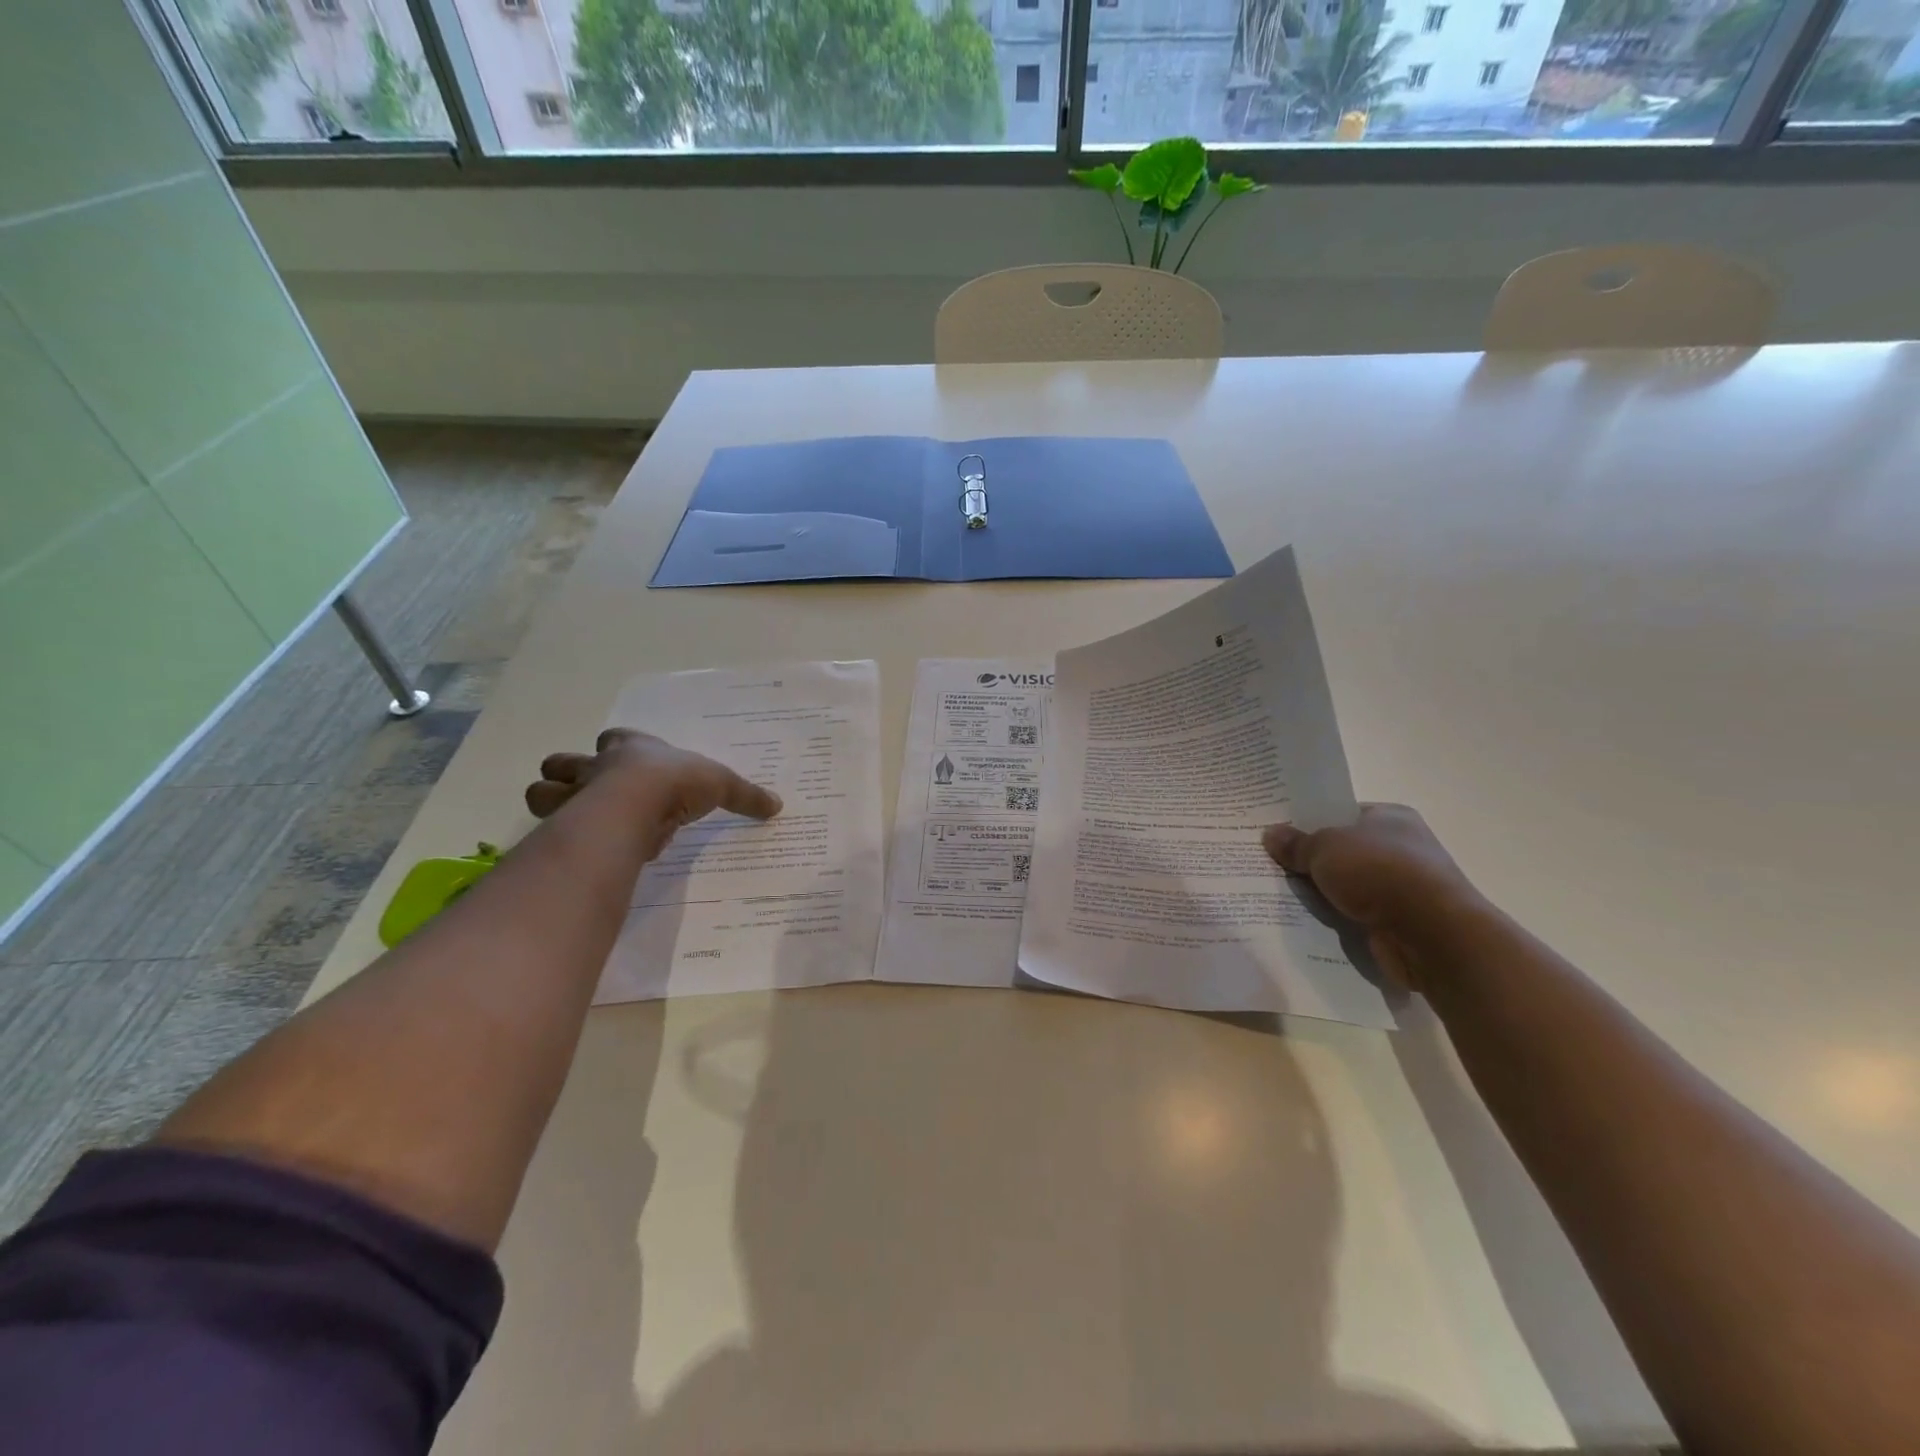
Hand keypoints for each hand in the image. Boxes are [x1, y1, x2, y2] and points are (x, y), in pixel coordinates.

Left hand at [526, 729, 781, 854]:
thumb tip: (777, 805)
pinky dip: (558, 838)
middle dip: (570, 773)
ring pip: (542, 792)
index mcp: (632, 748)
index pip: (617, 738)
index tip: (630, 763)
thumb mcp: (721, 784)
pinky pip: (550, 830)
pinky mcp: (564, 826)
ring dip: (553, 803)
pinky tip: (578, 849)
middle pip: (565, 762)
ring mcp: (574, 795)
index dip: (620, 747)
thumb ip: (745, 795)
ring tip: (574, 820)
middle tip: (589, 792)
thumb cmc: (676, 782)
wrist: (637, 803)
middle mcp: (597, 767)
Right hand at [1263, 805, 1481, 991]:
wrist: (1431, 934)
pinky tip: (1301, 918)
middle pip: (1341, 850)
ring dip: (1320, 891)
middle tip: (1268, 860)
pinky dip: (1333, 917)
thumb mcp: (1325, 848)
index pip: (1342, 813)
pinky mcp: (1398, 921)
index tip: (1277, 829)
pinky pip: (1353, 914)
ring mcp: (1401, 887)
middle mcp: (1400, 848)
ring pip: (1345, 884)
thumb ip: (1296, 843)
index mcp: (1391, 817)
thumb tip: (1270, 834)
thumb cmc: (1379, 871)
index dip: (1309, 820)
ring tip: (1276, 891)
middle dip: (1310, 859)